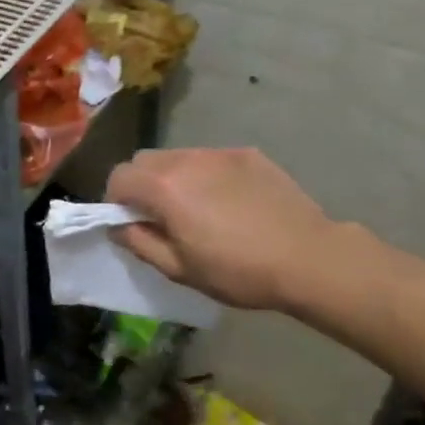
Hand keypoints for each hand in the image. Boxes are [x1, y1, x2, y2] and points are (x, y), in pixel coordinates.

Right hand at [105, 147, 338, 311]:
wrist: (308, 258)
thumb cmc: (237, 271)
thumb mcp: (179, 269)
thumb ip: (139, 242)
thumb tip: (116, 226)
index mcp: (164, 187)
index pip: (119, 177)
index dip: (116, 201)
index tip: (131, 223)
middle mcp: (186, 159)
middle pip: (144, 160)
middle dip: (141, 185)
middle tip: (160, 216)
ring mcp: (219, 153)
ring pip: (177, 156)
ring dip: (173, 178)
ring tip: (197, 209)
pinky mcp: (247, 154)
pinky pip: (210, 159)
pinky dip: (205, 175)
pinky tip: (229, 202)